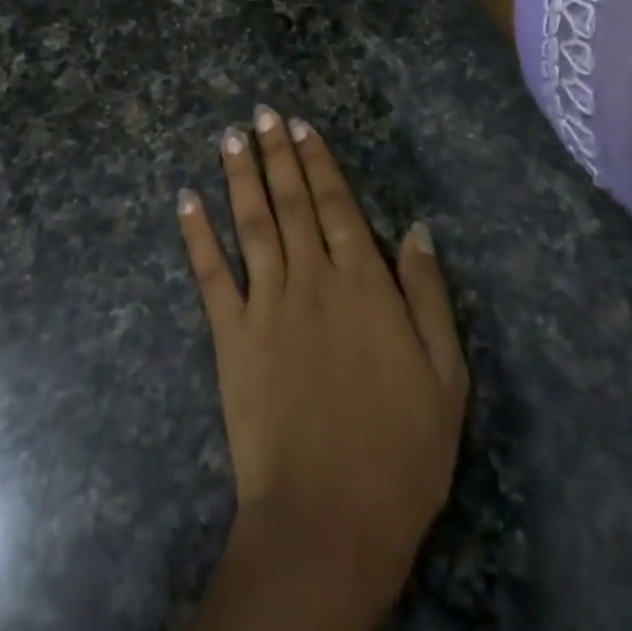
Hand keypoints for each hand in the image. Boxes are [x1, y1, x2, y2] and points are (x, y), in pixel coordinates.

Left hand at [178, 106, 468, 605]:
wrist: (330, 516)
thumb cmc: (401, 452)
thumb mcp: (445, 376)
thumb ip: (428, 295)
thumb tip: (418, 229)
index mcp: (364, 284)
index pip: (337, 206)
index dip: (318, 163)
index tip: (301, 127)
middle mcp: (312, 279)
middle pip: (291, 202)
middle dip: (276, 154)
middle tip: (261, 114)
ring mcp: (266, 303)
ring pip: (251, 223)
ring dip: (239, 176)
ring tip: (230, 137)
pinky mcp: (229, 334)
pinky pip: (210, 273)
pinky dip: (196, 233)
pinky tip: (185, 199)